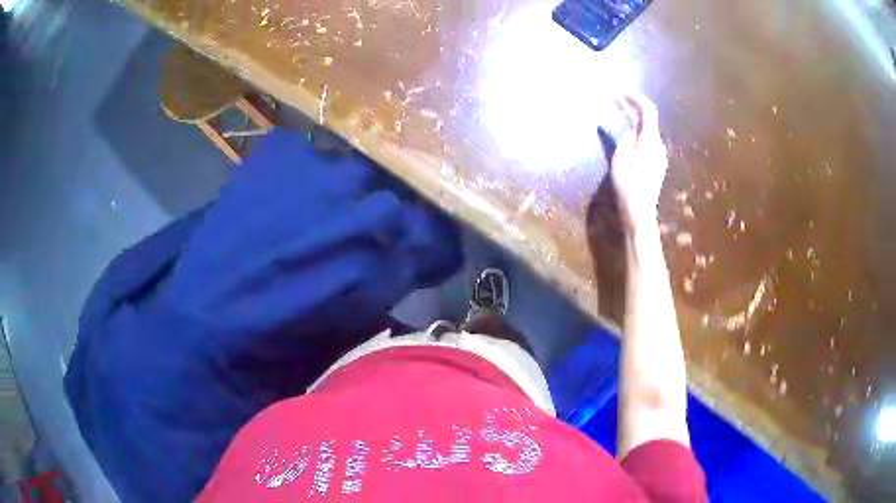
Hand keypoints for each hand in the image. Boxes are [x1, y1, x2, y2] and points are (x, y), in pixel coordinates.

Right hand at [611, 94, 668, 233]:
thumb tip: (628, 128)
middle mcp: (657, 145)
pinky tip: (624, 131)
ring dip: (632, 118)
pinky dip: (634, 130)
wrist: (640, 212)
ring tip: (616, 111)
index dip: (635, 98)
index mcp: (650, 141)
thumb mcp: (621, 160)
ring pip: (646, 129)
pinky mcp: (655, 163)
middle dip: (630, 106)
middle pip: (647, 119)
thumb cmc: (628, 187)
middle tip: (613, 98)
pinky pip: (645, 139)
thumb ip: (625, 140)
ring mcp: (658, 155)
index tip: (619, 91)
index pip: (648, 111)